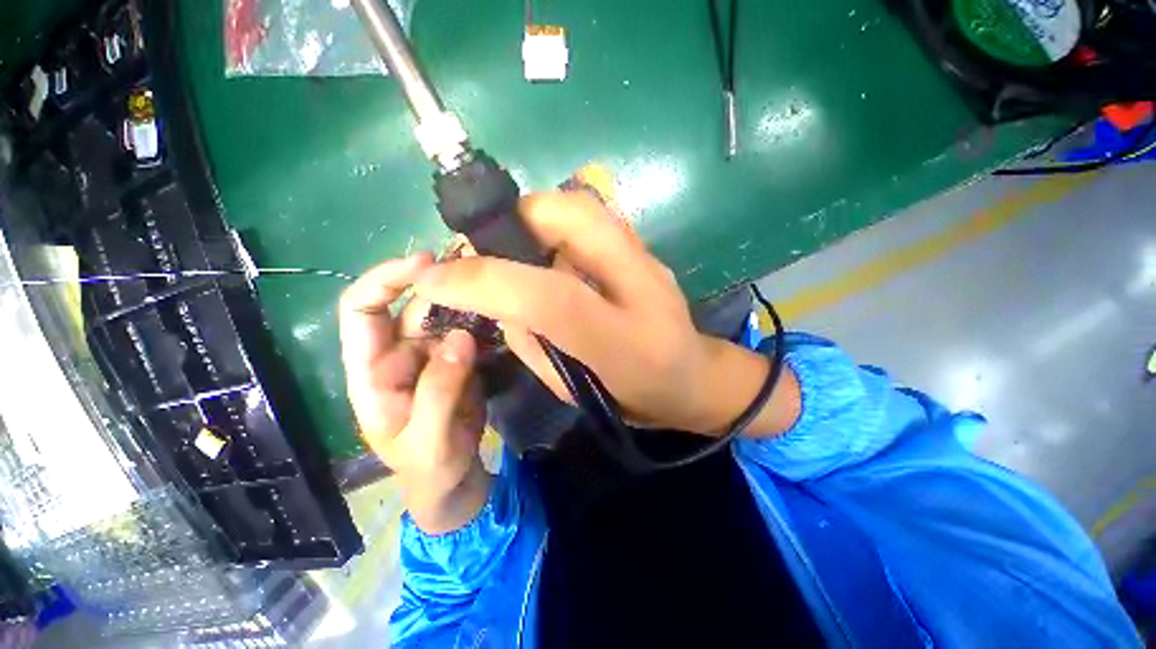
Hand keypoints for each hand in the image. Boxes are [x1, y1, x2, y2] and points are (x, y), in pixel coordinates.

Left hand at [339, 254, 490, 533]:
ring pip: (444, 315)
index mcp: (371, 372)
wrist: (453, 481)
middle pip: (411, 306)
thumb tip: (461, 337)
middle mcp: (397, 354)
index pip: (361, 311)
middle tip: (479, 269)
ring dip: (466, 299)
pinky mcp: (457, 360)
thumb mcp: (429, 440)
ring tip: (495, 286)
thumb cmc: (429, 469)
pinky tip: (501, 311)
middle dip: (441, 284)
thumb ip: (440, 390)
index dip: (385, 280)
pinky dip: (482, 318)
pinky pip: (467, 330)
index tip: (425, 264)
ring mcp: (430, 355)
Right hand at [413, 192, 799, 436]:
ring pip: (583, 206)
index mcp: (623, 340)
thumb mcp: (572, 388)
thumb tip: (494, 298)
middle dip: (515, 220)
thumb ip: (530, 341)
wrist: (693, 378)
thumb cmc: (631, 395)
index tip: (434, 277)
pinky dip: (558, 223)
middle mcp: (642, 285)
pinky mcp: (647, 248)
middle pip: (573, 217)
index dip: (483, 280)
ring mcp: (649, 258)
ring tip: (516, 249)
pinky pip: (593, 217)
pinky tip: (550, 252)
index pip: (549, 296)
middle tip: (489, 247)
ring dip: (535, 218)